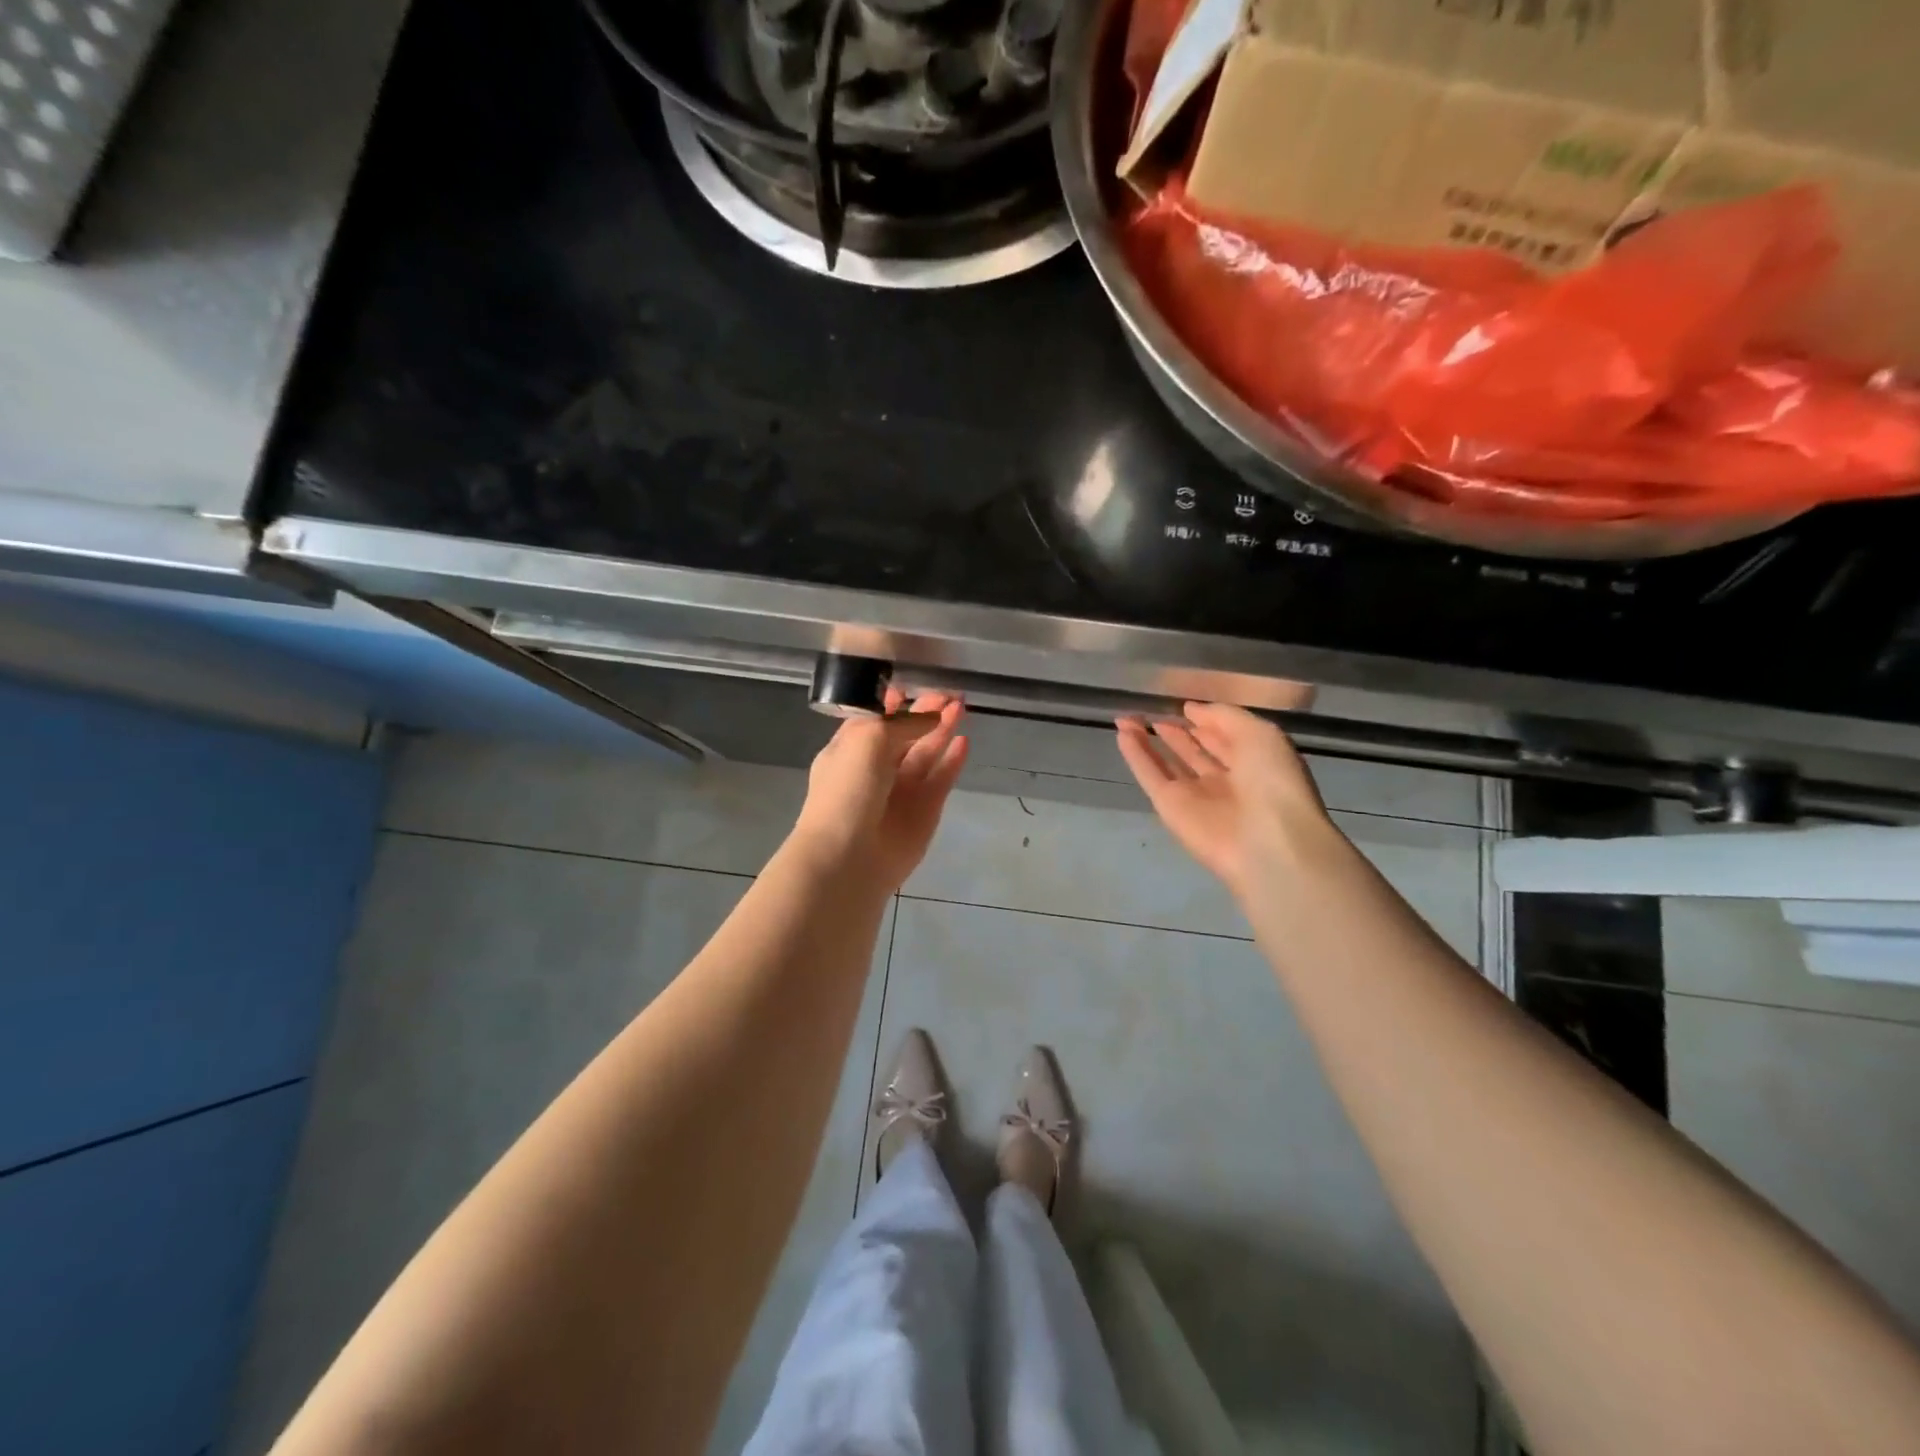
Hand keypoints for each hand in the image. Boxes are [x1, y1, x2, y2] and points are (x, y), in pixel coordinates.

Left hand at [791, 688, 968, 890]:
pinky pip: (941, 779)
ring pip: (926, 754)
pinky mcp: (925, 811)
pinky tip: (964, 742)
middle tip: (949, 692)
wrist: (848, 856)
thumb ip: (902, 723)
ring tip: (961, 707)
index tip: (915, 685)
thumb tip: (929, 716)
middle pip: (905, 734)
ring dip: (942, 730)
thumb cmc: (847, 790)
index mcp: (850, 749)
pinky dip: (952, 761)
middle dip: (925, 713)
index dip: (894, 703)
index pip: (874, 720)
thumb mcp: (866, 740)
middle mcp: (875, 768)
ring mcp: (901, 790)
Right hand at [1116, 702, 1339, 900]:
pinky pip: (1150, 776)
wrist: (1267, 841)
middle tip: (1150, 712)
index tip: (1183, 706)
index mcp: (1254, 764)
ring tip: (1126, 718)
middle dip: (1174, 732)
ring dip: (1147, 741)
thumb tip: (1190, 710)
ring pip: (1167, 763)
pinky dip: (1135, 756)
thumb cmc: (1273, 781)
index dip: (1204, 722)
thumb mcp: (1259, 734)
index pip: (1224, 739)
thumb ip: (1223, 716)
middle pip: (1193, 752)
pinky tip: (1121, 734)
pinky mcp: (1170, 808)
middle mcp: (1224, 781)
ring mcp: (1195, 796)